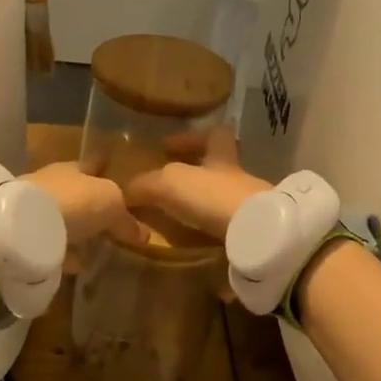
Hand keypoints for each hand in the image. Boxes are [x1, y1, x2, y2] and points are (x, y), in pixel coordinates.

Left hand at [25, 162, 149, 268]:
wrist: (23, 226)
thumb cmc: (74, 201)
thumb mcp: (111, 204)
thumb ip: (126, 218)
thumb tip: (143, 234)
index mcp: (73, 167)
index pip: (94, 164)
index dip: (107, 169)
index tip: (117, 175)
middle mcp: (53, 184)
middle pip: (78, 193)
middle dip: (93, 206)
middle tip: (112, 223)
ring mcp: (36, 210)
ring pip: (64, 218)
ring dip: (78, 230)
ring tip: (96, 248)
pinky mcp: (26, 237)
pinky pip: (53, 244)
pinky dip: (64, 253)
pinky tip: (76, 264)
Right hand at [121, 124, 271, 241]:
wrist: (256, 233)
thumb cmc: (213, 196)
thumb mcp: (170, 183)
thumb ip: (145, 185)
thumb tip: (124, 192)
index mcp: (221, 157)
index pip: (213, 134)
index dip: (189, 137)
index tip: (166, 146)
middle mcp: (238, 179)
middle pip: (219, 169)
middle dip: (195, 179)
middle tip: (167, 192)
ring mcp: (249, 207)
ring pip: (223, 200)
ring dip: (202, 209)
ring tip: (175, 222)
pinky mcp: (253, 234)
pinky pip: (228, 231)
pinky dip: (212, 237)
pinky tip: (195, 246)